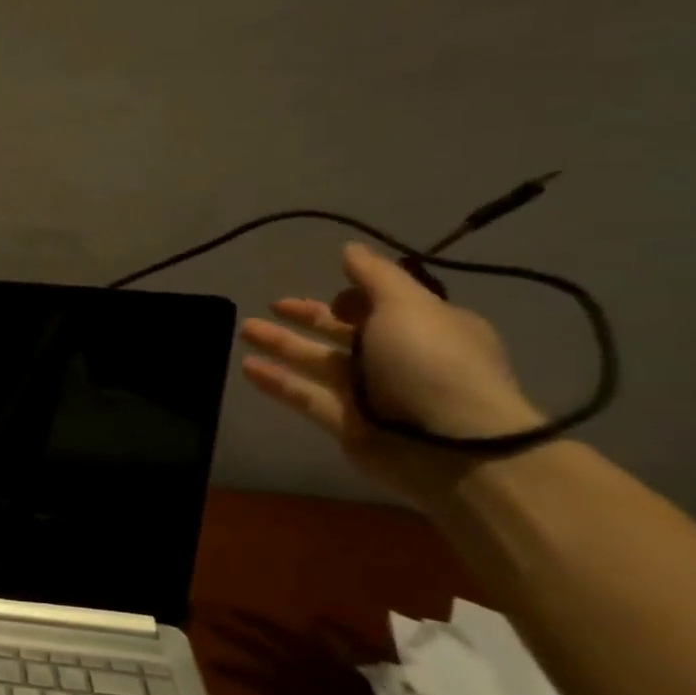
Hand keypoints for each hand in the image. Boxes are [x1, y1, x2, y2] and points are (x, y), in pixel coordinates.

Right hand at [239, 242, 543, 505]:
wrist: (451, 446)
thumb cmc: (432, 362)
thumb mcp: (407, 305)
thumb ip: (374, 276)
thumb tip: (349, 248)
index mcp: (426, 327)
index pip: (383, 305)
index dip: (354, 296)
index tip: (332, 290)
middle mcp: (398, 358)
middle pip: (343, 332)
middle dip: (308, 316)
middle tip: (273, 304)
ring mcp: (371, 394)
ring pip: (318, 363)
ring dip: (282, 344)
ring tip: (244, 329)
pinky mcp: (347, 425)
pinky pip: (306, 397)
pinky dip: (278, 382)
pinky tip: (247, 366)